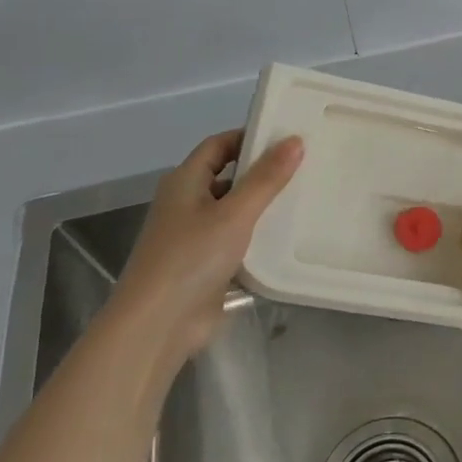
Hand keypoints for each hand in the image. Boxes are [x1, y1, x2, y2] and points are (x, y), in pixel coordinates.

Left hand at [114, 129, 303, 357]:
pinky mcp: (204, 267)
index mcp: (184, 182)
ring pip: (232, 211)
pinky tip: (286, 239)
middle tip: (303, 167)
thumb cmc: (191, 257)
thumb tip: (295, 140)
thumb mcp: (235, 213)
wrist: (157, 325)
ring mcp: (193, 237)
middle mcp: (185, 204)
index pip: (218, 145)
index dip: (249, 136)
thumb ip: (266, 178)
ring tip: (303, 199)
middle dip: (260, 172)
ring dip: (261, 206)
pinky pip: (235, 242)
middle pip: (226, 177)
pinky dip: (257, 238)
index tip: (286, 137)